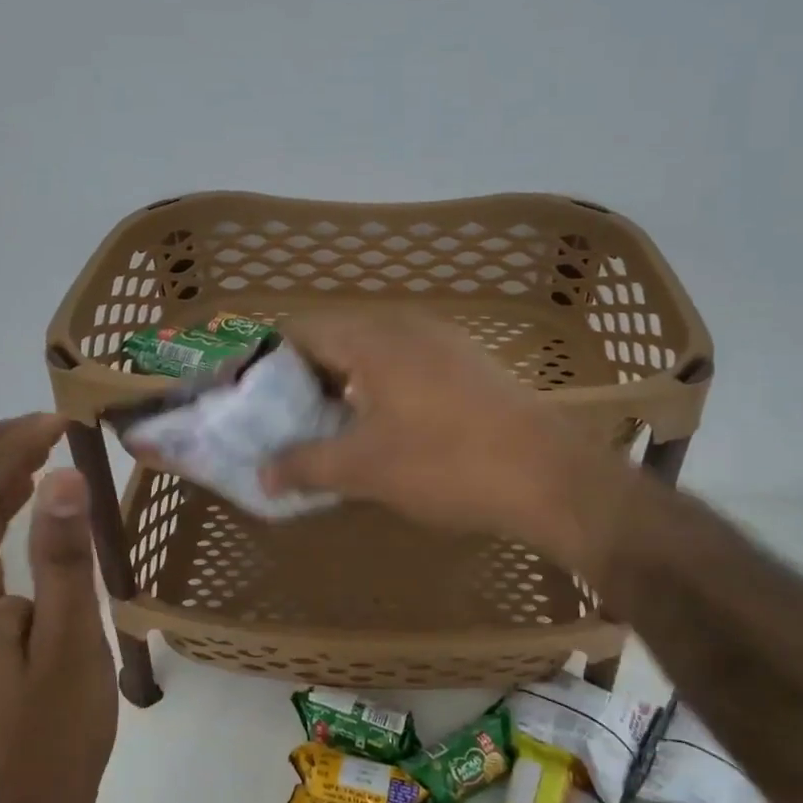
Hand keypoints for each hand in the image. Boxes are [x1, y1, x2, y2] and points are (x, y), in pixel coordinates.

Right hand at [261, 311, 621, 565]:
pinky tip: (380, 430)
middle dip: (304, 379)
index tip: (252, 400)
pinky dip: (378, 390)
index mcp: (373, 338)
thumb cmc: (446, 463)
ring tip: (327, 429)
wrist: (549, 476)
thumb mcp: (365, 469)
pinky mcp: (467, 366)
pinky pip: (404, 366)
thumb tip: (263, 473)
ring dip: (342, 386)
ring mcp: (442, 343)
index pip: (300, 330)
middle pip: (335, 339)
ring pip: (372, 354)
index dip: (268, 362)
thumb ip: (306, 464)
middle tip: (284, 421)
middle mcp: (405, 326)